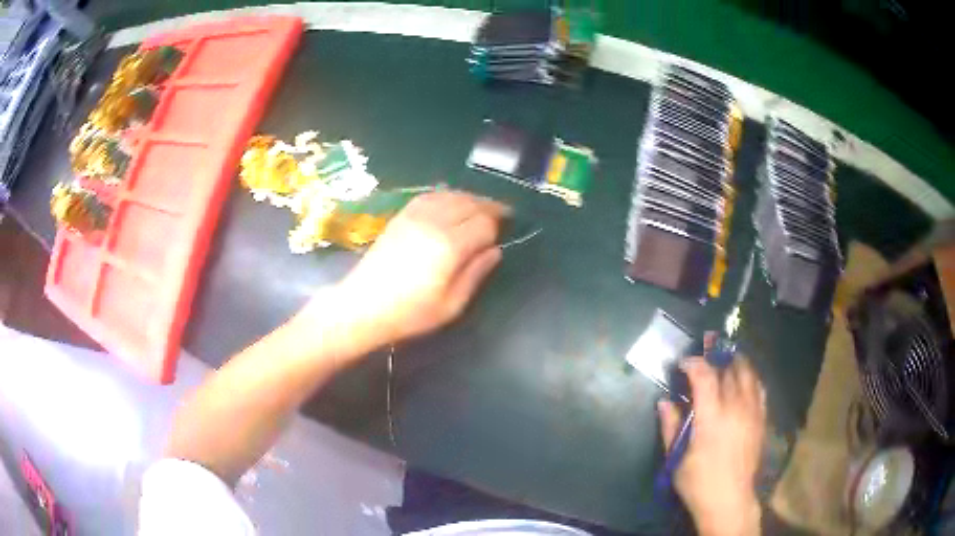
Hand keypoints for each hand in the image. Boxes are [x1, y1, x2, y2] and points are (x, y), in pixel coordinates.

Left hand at [331, 190, 507, 348]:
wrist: (363, 306)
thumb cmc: (410, 313)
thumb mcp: (451, 305)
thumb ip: (476, 273)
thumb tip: (495, 250)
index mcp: (450, 246)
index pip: (484, 223)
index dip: (498, 225)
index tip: (506, 231)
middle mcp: (434, 222)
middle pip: (470, 203)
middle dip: (488, 208)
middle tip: (500, 217)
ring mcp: (415, 215)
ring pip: (452, 194)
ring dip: (470, 199)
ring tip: (479, 210)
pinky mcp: (401, 216)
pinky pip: (430, 195)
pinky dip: (447, 195)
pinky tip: (451, 204)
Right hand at [658, 348, 766, 535]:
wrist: (730, 499)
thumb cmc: (698, 482)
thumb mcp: (676, 458)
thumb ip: (670, 427)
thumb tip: (664, 402)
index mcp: (712, 417)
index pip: (705, 375)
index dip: (693, 363)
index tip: (683, 363)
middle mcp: (736, 407)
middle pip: (729, 369)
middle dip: (715, 359)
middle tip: (704, 358)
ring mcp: (752, 412)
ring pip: (748, 374)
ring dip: (735, 364)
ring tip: (725, 363)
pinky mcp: (762, 419)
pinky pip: (759, 388)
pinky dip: (751, 378)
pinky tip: (744, 380)